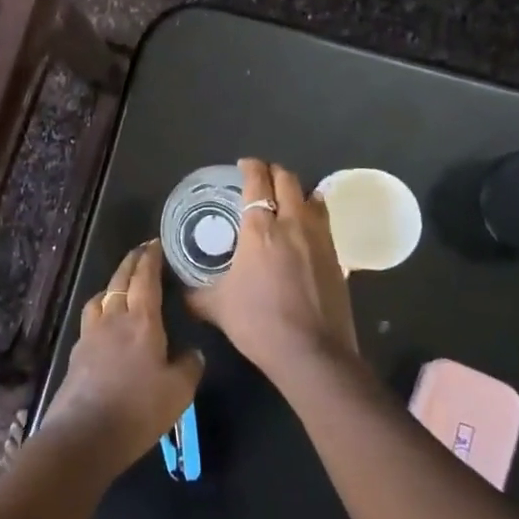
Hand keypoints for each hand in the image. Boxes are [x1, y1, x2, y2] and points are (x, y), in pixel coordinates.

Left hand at [41, 242, 203, 474]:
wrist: (85, 434)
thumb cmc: (138, 410)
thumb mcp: (178, 392)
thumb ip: (189, 367)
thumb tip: (194, 352)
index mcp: (142, 321)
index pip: (145, 278)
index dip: (150, 259)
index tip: (156, 243)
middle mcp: (114, 318)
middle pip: (121, 280)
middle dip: (132, 262)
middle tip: (142, 251)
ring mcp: (91, 334)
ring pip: (101, 296)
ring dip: (113, 283)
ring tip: (121, 283)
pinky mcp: (78, 352)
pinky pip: (90, 317)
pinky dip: (100, 308)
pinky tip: (105, 321)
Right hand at [185, 158, 359, 382]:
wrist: (312, 353)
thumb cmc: (259, 323)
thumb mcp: (217, 308)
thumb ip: (197, 294)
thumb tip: (181, 291)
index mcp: (259, 229)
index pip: (257, 181)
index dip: (250, 167)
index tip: (244, 165)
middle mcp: (291, 223)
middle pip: (287, 180)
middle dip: (274, 172)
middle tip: (262, 178)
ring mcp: (319, 238)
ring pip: (312, 196)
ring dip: (298, 191)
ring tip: (287, 199)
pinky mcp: (337, 256)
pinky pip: (325, 221)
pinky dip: (314, 214)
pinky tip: (306, 228)